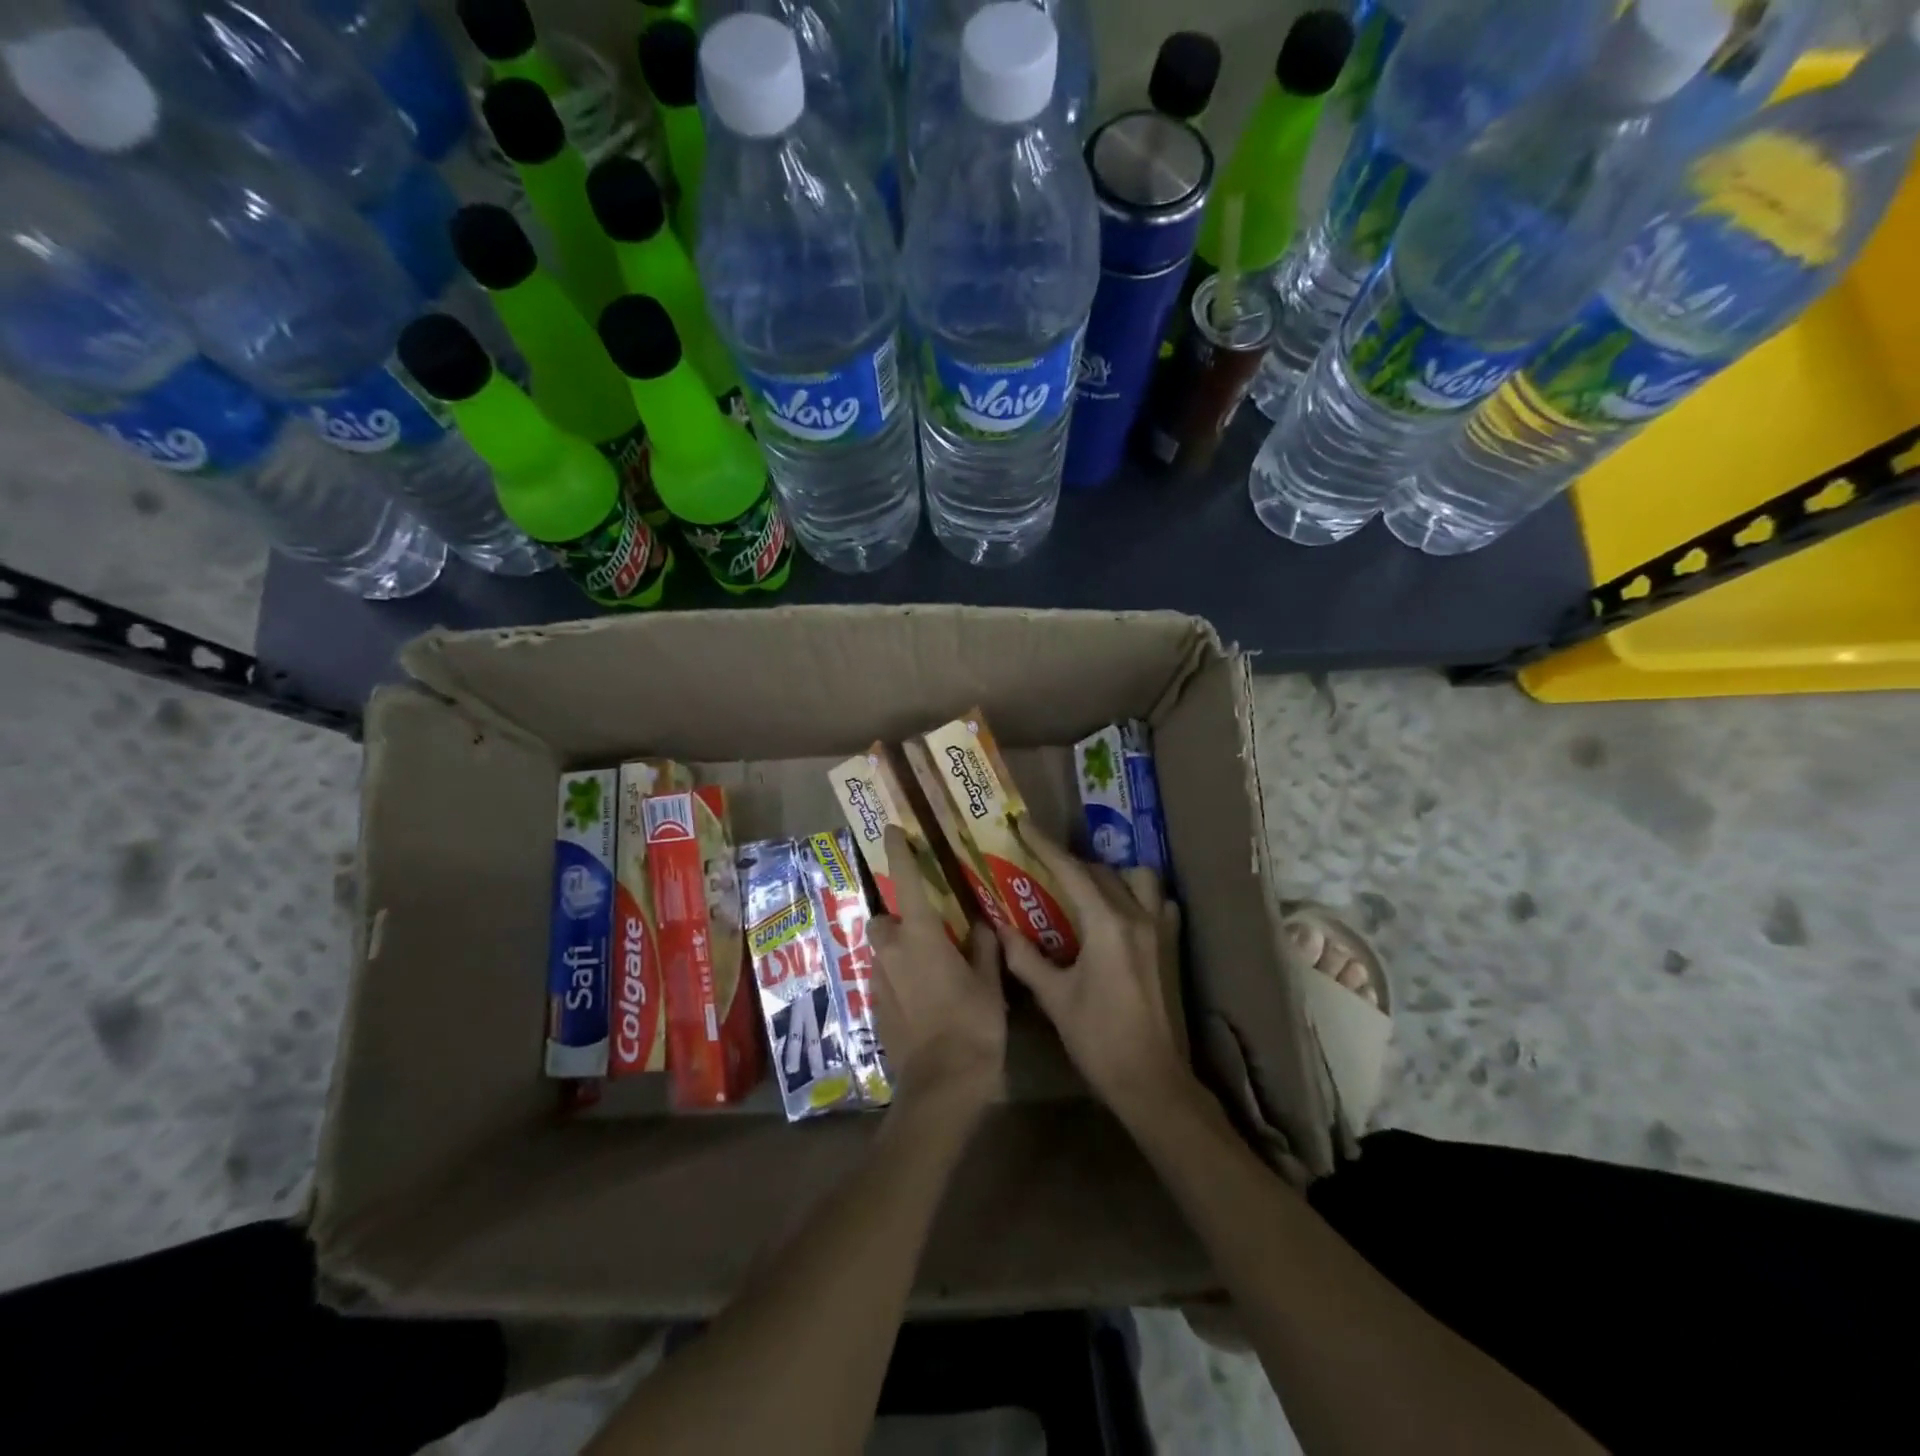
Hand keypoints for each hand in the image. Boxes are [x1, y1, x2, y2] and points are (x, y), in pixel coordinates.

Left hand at [867, 826, 1006, 1120]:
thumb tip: (981, 927)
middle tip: (927, 931)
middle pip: (883, 921)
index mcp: (921, 936)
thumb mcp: (989, 983)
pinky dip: (897, 979)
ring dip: (897, 951)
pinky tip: (921, 999)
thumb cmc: (973, 1024)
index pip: (906, 882)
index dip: (898, 853)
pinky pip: (882, 980)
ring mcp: (878, 982)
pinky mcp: (875, 1009)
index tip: (891, 831)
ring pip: (881, 952)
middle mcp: (892, 952)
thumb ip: (984, 948)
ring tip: (928, 969)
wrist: (942, 1083)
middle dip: (898, 920)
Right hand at [997, 825, 1190, 1126]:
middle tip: (1041, 865)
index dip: (1044, 845)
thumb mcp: (1054, 998)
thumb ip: (1025, 958)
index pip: (1071, 871)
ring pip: (1138, 878)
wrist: (1152, 1080)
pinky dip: (1139, 896)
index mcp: (1106, 925)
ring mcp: (1160, 929)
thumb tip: (1000, 929)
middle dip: (1069, 862)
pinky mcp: (1172, 945)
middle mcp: (1137, 916)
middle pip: (1100, 872)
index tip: (1022, 825)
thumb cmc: (1098, 1040)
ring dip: (1110, 875)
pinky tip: (1121, 913)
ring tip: (1085, 890)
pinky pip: (1158, 902)